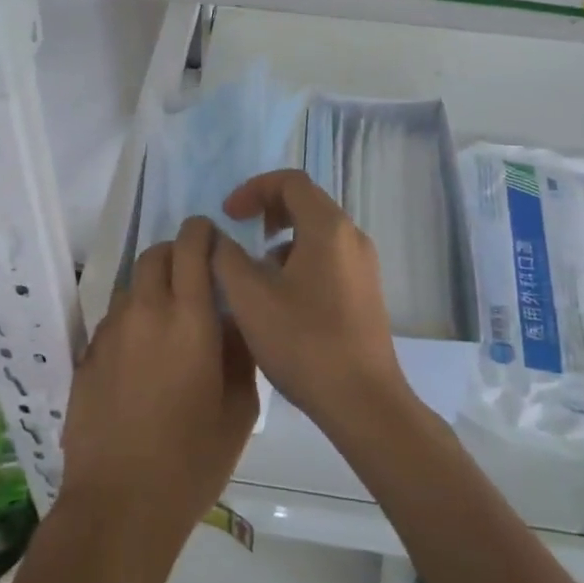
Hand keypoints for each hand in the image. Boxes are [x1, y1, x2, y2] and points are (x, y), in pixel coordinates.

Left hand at [61, 217, 258, 544]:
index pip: (191, 245)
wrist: (119, 504)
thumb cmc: (192, 460)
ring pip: (132, 285)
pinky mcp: (87, 355)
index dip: (203, 232)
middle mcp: (145, 311)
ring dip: (153, 287)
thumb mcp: (239, 409)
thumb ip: (239, 352)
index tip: (215, 242)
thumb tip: (231, 320)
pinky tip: (142, 357)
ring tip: (169, 322)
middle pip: (155, 253)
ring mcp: (110, 332)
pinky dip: (132, 320)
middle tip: (194, 278)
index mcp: (189, 317)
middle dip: (176, 253)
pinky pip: (114, 319)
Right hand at [211, 170, 408, 436]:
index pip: (290, 181)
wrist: (363, 401)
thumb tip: (217, 237)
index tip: (229, 215)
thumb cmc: (304, 342)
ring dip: (283, 238)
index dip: (254, 189)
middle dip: (268, 210)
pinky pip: (328, 257)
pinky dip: (300, 259)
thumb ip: (226, 258)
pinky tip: (282, 298)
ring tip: (256, 271)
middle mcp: (352, 237)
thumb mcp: (250, 298)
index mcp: (327, 227)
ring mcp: (363, 265)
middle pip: (307, 202)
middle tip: (240, 232)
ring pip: (317, 232)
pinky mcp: (366, 291)